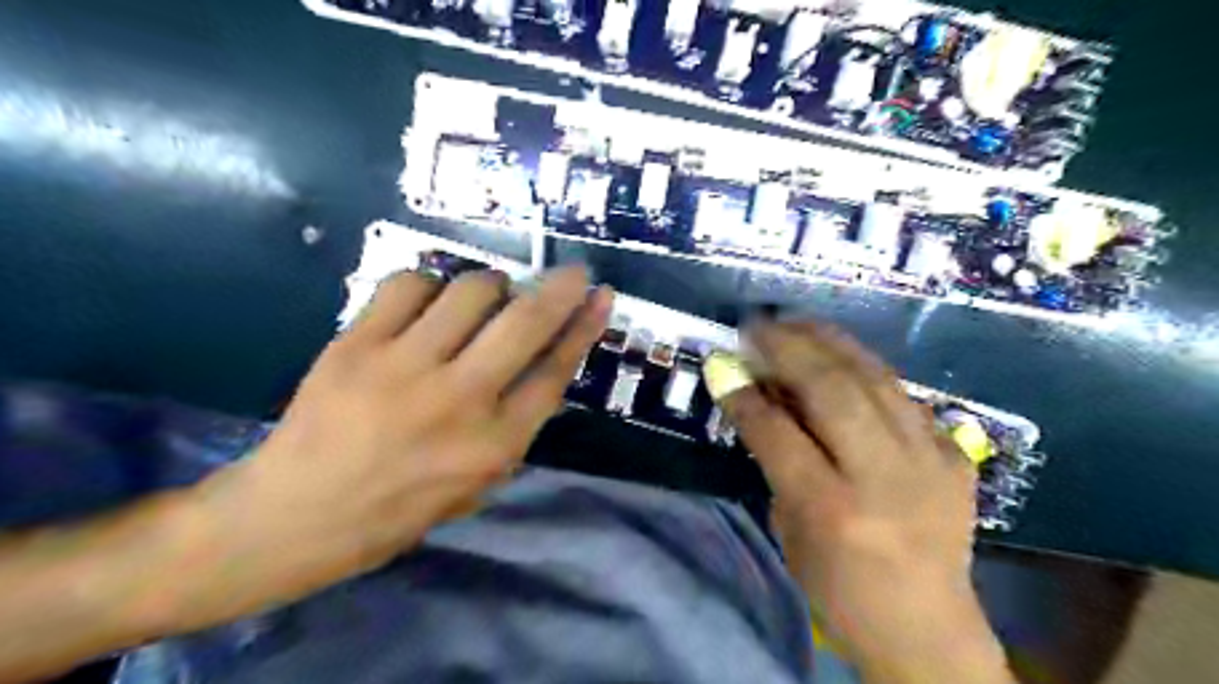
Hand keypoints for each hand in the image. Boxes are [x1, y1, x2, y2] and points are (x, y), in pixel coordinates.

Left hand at [192, 266, 607, 607]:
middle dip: (560, 287)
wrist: (295, 515)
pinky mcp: (356, 344)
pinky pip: (409, 285)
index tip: (601, 297)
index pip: (555, 371)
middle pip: (525, 322)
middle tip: (573, 271)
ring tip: (487, 297)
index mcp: (493, 444)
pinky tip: (429, 301)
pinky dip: (430, 284)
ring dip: (492, 285)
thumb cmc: (398, 510)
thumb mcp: (478, 485)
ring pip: (471, 290)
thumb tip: (544, 363)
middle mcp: (458, 399)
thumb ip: (515, 426)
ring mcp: (404, 366)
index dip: (584, 327)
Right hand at [718, 321, 1010, 683]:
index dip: (744, 393)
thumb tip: (757, 394)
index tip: (720, 361)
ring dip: (829, 342)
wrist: (929, 631)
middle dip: (788, 347)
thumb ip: (776, 459)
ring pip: (875, 378)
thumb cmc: (839, 590)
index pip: (778, 432)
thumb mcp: (790, 529)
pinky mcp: (955, 457)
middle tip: (757, 326)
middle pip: (832, 389)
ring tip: (796, 323)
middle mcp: (884, 477)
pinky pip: (904, 396)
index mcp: (832, 509)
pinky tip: (843, 358)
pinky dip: (867, 370)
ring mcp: (929, 462)